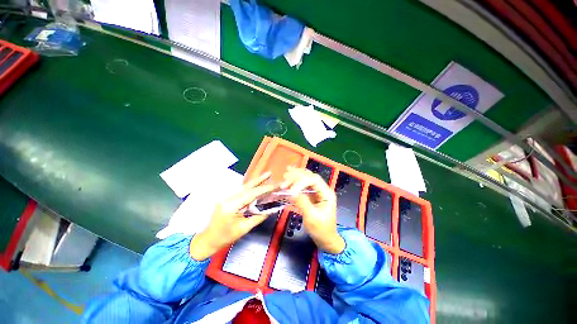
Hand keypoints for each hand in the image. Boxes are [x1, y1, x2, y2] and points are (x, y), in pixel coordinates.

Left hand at [189, 172, 274, 260]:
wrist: (208, 240)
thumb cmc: (226, 237)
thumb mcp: (244, 228)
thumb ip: (258, 217)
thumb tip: (270, 210)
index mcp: (231, 206)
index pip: (251, 194)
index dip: (264, 189)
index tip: (275, 185)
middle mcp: (228, 198)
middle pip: (247, 186)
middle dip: (259, 179)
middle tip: (270, 173)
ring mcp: (226, 197)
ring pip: (244, 187)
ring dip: (255, 182)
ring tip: (266, 176)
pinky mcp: (227, 199)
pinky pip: (241, 191)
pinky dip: (250, 188)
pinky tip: (256, 185)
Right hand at [281, 167, 344, 253]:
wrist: (326, 240)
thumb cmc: (321, 230)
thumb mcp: (312, 217)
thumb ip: (302, 203)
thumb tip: (291, 192)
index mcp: (327, 194)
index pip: (314, 180)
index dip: (301, 182)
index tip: (290, 190)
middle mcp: (323, 190)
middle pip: (310, 177)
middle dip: (297, 175)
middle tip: (285, 176)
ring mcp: (318, 192)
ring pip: (307, 179)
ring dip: (297, 175)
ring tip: (286, 171)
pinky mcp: (313, 196)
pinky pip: (305, 185)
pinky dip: (297, 181)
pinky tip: (291, 177)